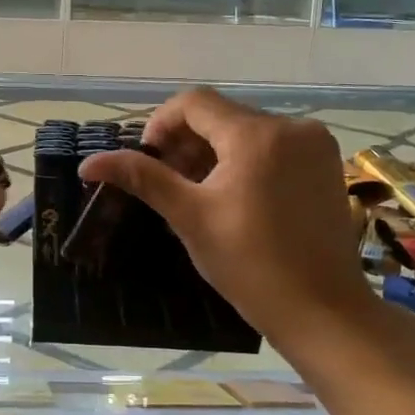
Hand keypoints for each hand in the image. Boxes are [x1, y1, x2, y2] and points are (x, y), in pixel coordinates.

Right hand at [79, 88, 374, 348]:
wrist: (322, 311)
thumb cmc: (250, 265)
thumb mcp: (189, 217)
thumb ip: (142, 178)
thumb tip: (88, 163)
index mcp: (256, 135)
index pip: (195, 103)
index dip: (161, 124)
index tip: (148, 160)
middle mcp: (291, 127)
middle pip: (221, 116)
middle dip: (187, 142)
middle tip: (170, 184)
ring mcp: (315, 144)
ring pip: (246, 130)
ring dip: (215, 152)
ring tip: (199, 194)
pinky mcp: (326, 163)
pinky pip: (273, 146)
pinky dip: (245, 160)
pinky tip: (235, 196)